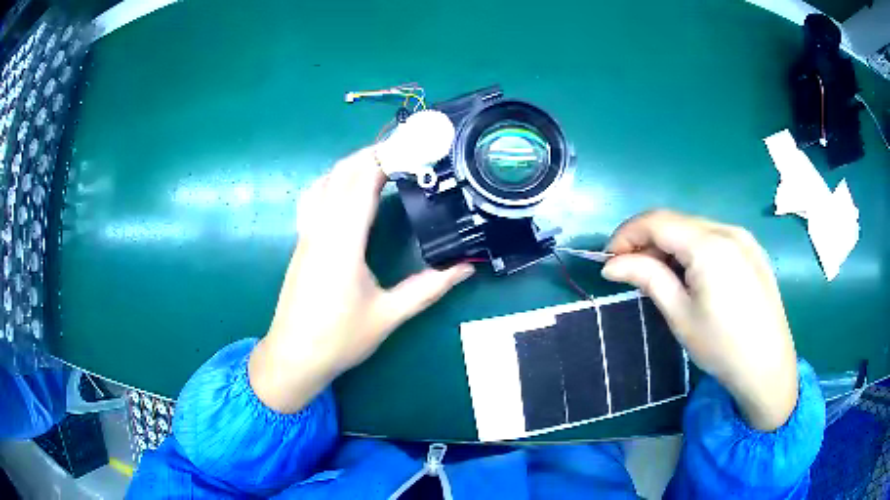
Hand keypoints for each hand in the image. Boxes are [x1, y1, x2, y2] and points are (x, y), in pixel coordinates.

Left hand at [249, 147, 473, 413]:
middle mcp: (321, 228)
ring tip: (383, 164)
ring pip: (326, 180)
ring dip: (352, 164)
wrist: (293, 356)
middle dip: (374, 153)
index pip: (362, 181)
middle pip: (343, 172)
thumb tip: (466, 267)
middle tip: (408, 152)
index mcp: (343, 241)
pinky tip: (348, 190)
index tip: (415, 147)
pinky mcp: (302, 241)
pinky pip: (315, 196)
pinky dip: (334, 180)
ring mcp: (307, 233)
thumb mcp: (389, 315)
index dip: (388, 157)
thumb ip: (429, 288)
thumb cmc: (339, 339)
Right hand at [601, 210, 797, 430]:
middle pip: (677, 222)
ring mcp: (744, 237)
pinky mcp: (753, 250)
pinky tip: (692, 276)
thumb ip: (647, 278)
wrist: (768, 367)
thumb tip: (612, 264)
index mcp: (709, 244)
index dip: (626, 234)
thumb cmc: (722, 346)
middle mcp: (728, 229)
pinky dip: (693, 249)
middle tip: (630, 270)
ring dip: (670, 245)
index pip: (656, 221)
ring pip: (696, 229)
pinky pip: (715, 238)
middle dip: (648, 240)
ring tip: (660, 276)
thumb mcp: (679, 315)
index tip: (608, 258)